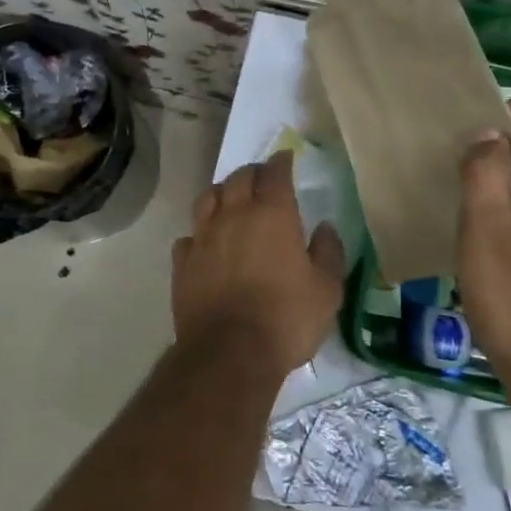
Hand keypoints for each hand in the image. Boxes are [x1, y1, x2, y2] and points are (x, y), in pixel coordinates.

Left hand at [172, 150, 345, 377]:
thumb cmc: (286, 318)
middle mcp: (233, 215)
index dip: (281, 162)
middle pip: (238, 178)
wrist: (229, 353)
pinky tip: (205, 243)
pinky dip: (199, 233)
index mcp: (272, 215)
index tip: (286, 157)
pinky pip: (189, 236)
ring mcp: (203, 237)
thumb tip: (324, 227)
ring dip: (221, 193)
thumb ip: (328, 252)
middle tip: (262, 179)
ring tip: (230, 200)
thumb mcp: (326, 290)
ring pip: (207, 199)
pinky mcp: (183, 263)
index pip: (275, 173)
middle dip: (252, 173)